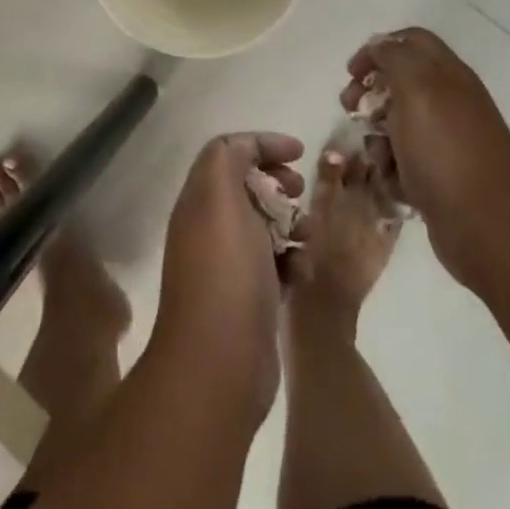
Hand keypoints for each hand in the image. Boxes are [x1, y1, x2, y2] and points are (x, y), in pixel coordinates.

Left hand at [152, 133, 304, 421]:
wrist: (219, 364)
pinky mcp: (250, 300)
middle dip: (279, 183)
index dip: (263, 144)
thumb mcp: (221, 197)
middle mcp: (210, 227)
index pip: (229, 152)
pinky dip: (293, 261)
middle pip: (248, 187)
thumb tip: (246, 149)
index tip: (299, 152)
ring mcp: (229, 265)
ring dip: (292, 223)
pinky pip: (276, 265)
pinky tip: (303, 272)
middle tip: (301, 192)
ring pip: (266, 226)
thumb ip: (228, 158)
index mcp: (200, 199)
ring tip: (309, 235)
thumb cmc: (225, 270)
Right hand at [342, 27, 509, 289]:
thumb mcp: (416, 88)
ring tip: (375, 155)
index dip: (377, 49)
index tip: (352, 73)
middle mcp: (451, 102)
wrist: (488, 227)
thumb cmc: (446, 150)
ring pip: (399, 125)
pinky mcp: (442, 177)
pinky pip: (406, 162)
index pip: (410, 41)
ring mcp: (448, 141)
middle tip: (351, 109)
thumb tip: (380, 47)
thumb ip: (395, 57)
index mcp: (448, 74)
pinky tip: (392, 182)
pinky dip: (393, 168)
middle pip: (400, 82)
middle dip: (370, 94)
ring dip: (377, 136)